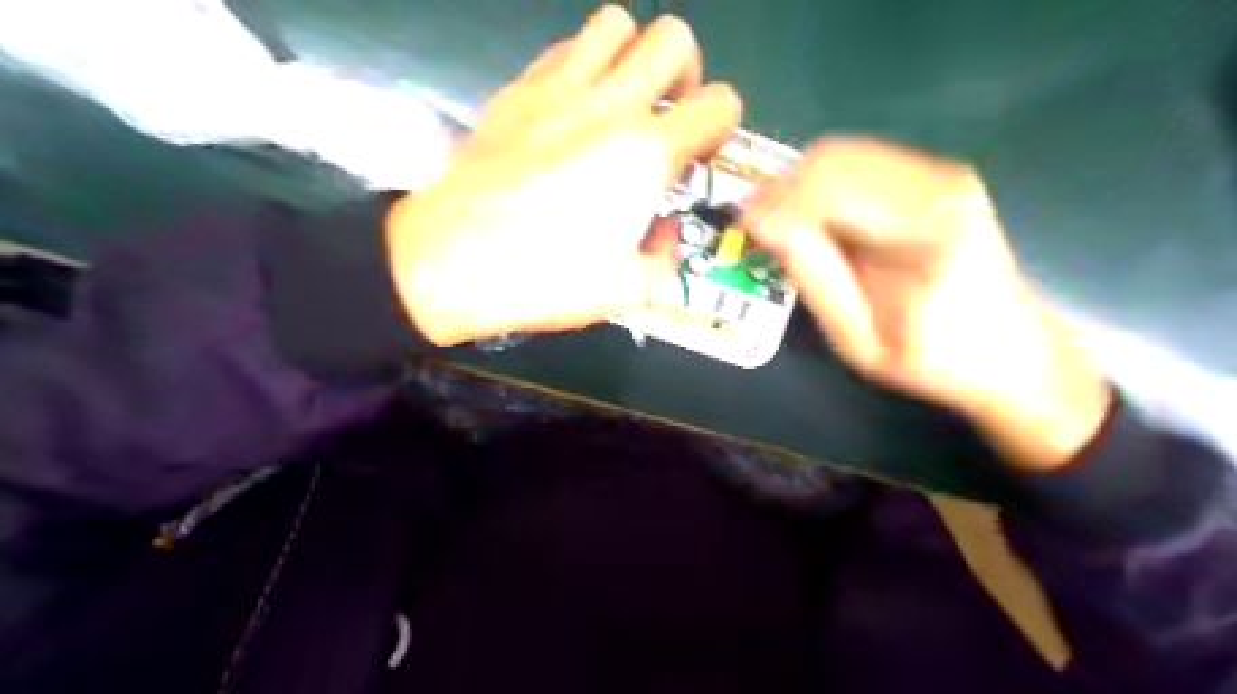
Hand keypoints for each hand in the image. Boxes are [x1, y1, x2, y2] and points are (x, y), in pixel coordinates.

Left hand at [384, 4, 741, 347]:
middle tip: (667, 116)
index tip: (700, 154)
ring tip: (620, 103)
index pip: (719, 104)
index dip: (721, 126)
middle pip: (674, 38)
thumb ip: (665, 254)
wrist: (451, 260)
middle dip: (685, 74)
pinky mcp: (517, 88)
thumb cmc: (546, 278)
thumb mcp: (629, 290)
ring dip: (632, 56)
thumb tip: (663, 229)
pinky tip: (572, 110)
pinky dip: (583, 65)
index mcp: (647, 151)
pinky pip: (564, 47)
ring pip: (616, 24)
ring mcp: (559, 86)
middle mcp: (611, 102)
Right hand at [743, 136, 1113, 470]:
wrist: (1012, 351)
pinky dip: (823, 183)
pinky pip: (859, 160)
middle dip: (781, 189)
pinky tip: (818, 218)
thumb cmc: (932, 361)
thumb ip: (814, 276)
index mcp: (925, 235)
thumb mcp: (858, 340)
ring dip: (799, 183)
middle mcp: (939, 186)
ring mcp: (943, 173)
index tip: (743, 228)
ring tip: (782, 225)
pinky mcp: (938, 175)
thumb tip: (764, 222)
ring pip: (841, 152)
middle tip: (757, 228)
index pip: (828, 191)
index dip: (774, 203)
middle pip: (832, 158)